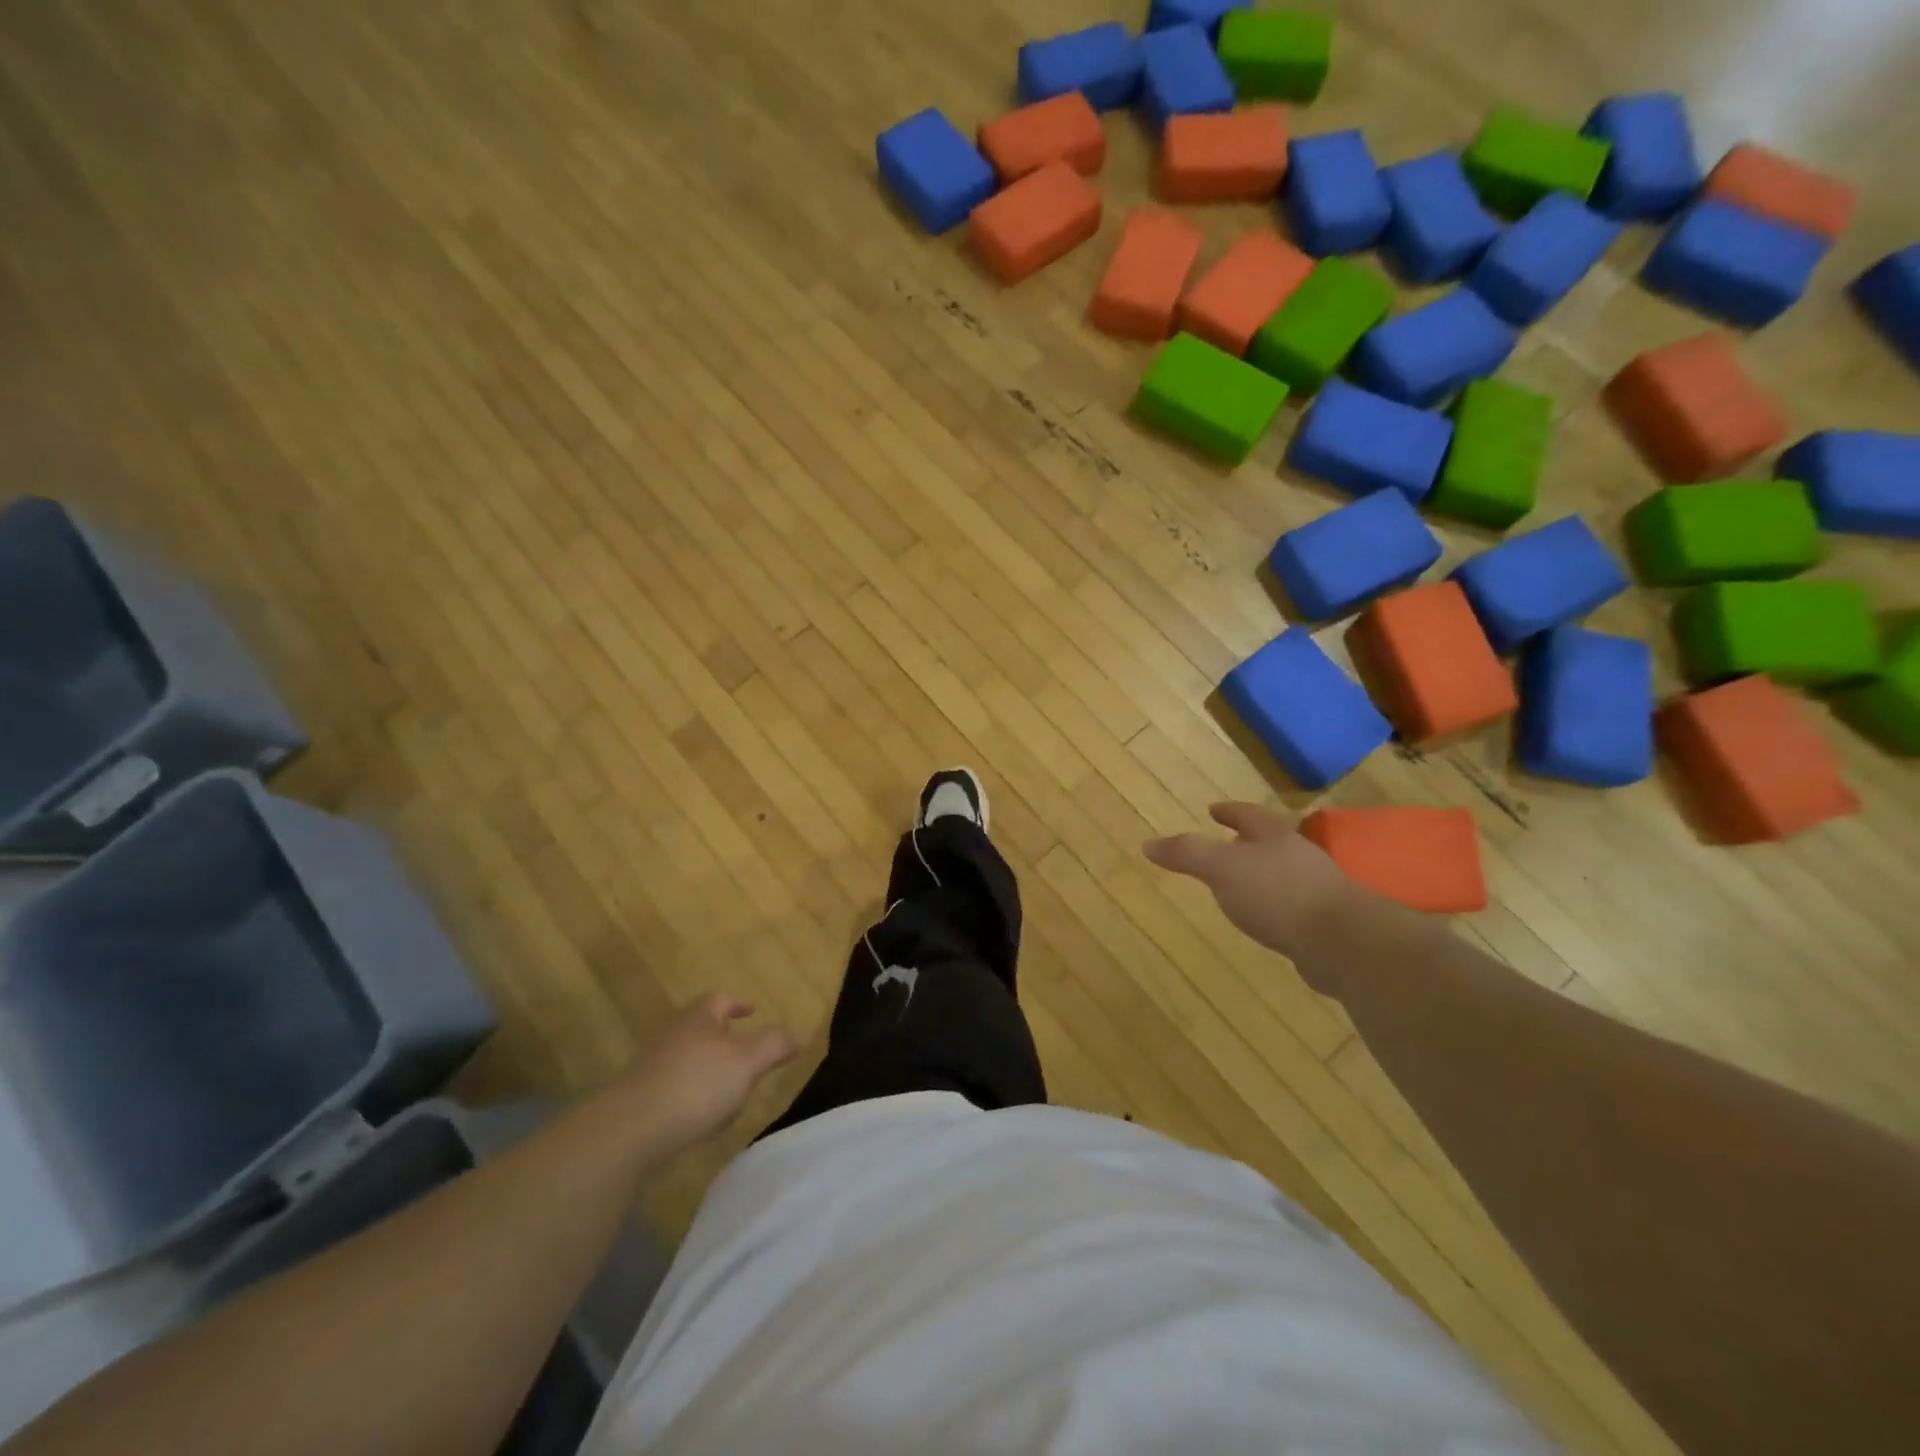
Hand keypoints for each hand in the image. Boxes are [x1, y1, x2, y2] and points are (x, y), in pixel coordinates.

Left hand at [623, 994, 798, 1145]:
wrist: (628, 1131)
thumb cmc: (695, 1085)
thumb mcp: (746, 1062)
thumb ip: (774, 1045)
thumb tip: (798, 1033)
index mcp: (699, 1019)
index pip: (720, 1000)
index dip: (738, 1004)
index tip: (752, 1011)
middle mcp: (674, 1036)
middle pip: (702, 1029)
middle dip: (725, 1040)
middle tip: (747, 1055)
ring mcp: (654, 1069)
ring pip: (689, 1062)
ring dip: (710, 1072)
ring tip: (731, 1095)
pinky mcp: (642, 1101)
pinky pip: (676, 1091)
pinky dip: (693, 1099)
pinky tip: (703, 1122)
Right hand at [1144, 802, 1366, 964]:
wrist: (1341, 941)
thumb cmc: (1277, 892)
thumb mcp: (1221, 868)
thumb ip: (1186, 854)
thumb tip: (1147, 844)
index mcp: (1274, 836)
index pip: (1248, 815)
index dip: (1229, 811)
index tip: (1212, 809)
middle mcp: (1298, 856)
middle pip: (1269, 842)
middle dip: (1246, 842)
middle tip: (1224, 845)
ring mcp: (1316, 889)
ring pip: (1282, 874)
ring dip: (1261, 875)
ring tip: (1238, 885)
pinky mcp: (1324, 922)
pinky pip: (1292, 906)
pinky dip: (1274, 907)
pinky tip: (1263, 920)